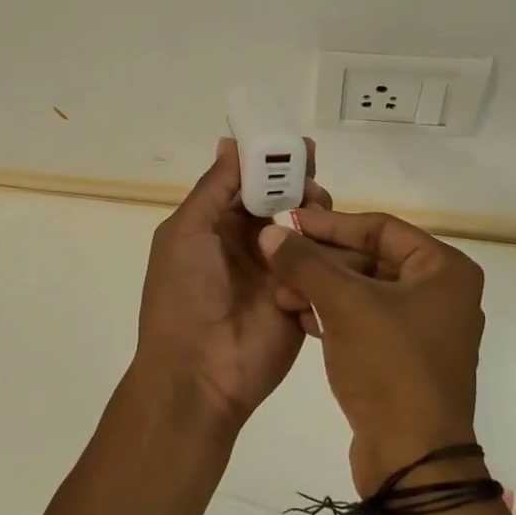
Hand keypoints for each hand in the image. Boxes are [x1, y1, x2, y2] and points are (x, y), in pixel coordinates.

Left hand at [132, 138, 336, 429]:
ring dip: (319, 218)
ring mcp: (281, 271)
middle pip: (286, 203)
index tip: (301, 147)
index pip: (252, 184)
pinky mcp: (305, 297)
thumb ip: (213, 188)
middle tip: (314, 185)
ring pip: (311, 231)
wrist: (200, 372)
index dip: (274, 164)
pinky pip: (325, 266)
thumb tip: (231, 142)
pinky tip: (331, 249)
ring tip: (318, 218)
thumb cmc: (183, 294)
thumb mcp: (186, 233)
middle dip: (302, 188)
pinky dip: (331, 253)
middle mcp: (251, 244)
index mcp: (219, 226)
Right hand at [258, 209, 485, 493]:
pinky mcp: (402, 358)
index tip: (289, 223)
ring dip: (319, 289)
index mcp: (444, 269)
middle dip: (320, 262)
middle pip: (369, 259)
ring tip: (279, 294)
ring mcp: (421, 328)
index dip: (331, 225)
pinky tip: (296, 317)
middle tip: (277, 260)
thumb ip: (305, 263)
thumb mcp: (345, 305)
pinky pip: (362, 321)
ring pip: (362, 291)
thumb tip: (269, 231)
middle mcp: (440, 292)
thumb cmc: (389, 366)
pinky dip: (331, 315)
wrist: (411, 460)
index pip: (380, 228)